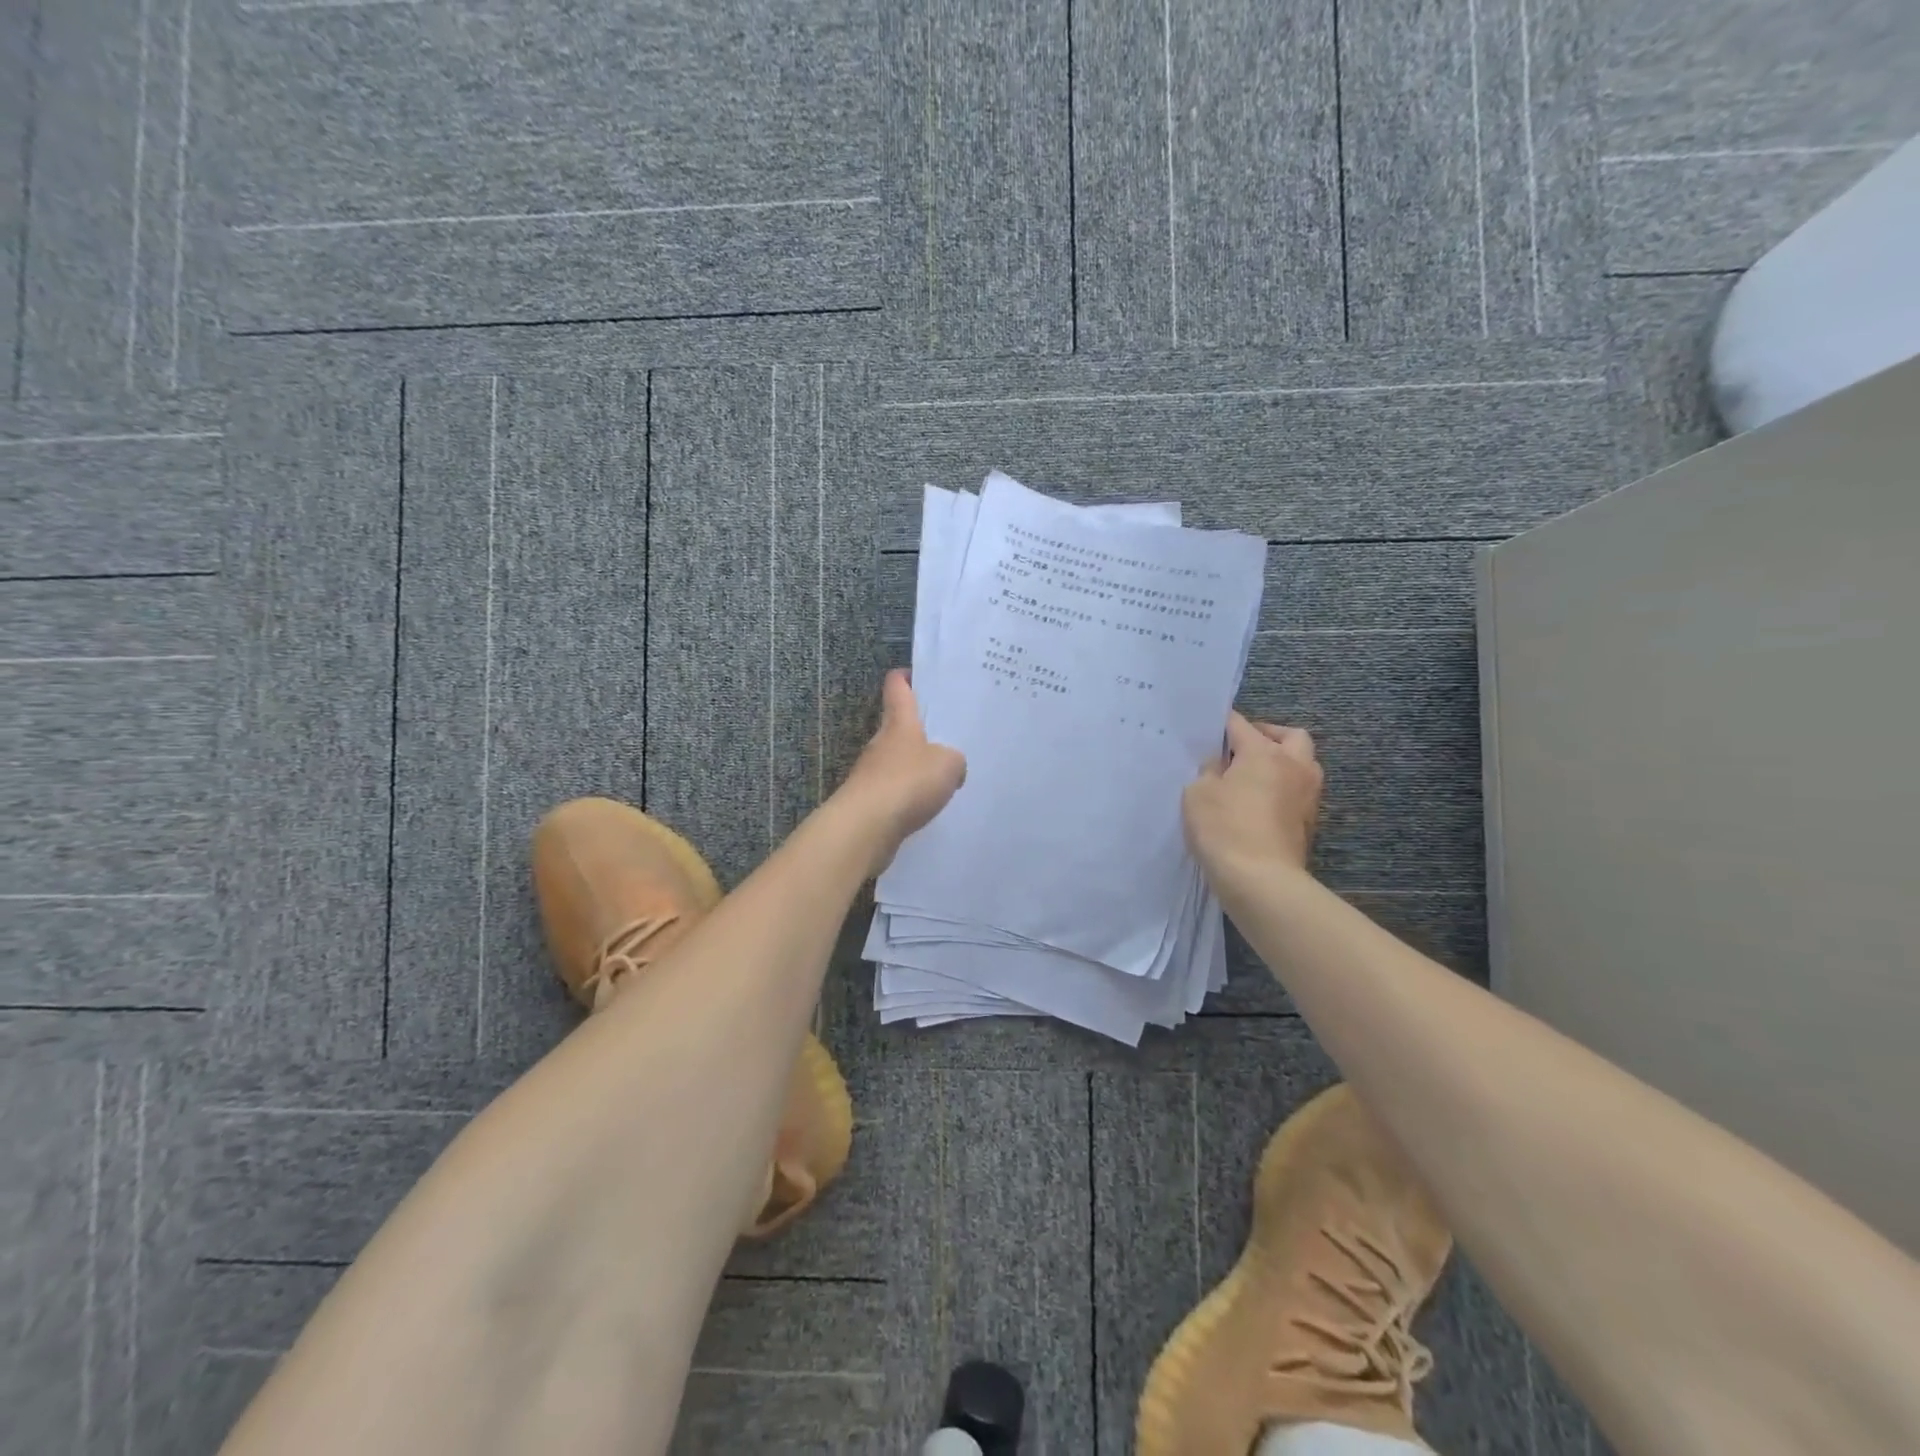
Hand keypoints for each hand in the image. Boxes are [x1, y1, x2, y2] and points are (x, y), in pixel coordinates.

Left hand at [833, 670, 966, 874]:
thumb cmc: (907, 782)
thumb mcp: (948, 765)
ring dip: (914, 766)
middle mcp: (881, 742)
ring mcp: (871, 772)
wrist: (866, 826)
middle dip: (919, 729)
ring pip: (896, 761)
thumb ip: (954, 760)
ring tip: (942, 776)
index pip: (897, 688)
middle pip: (898, 726)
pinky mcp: (869, 801)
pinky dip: (908, 795)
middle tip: (947, 734)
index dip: (906, 678)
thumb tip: (951, 766)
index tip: (917, 675)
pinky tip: (926, 807)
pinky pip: (894, 791)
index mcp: (900, 722)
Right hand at [1183, 713, 1322, 877]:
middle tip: (1243, 748)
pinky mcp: (1310, 822)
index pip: (1241, 725)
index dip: (1222, 724)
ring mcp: (1308, 795)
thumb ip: (1208, 771)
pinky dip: (1284, 789)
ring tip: (1255, 776)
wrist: (1261, 880)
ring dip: (1283, 762)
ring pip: (1303, 764)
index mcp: (1264, 753)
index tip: (1208, 729)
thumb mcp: (1197, 793)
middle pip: (1291, 736)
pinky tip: (1261, 803)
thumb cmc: (1224, 828)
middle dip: (1268, 735)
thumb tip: (1221, 766)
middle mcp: (1294, 766)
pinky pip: (1299, 792)